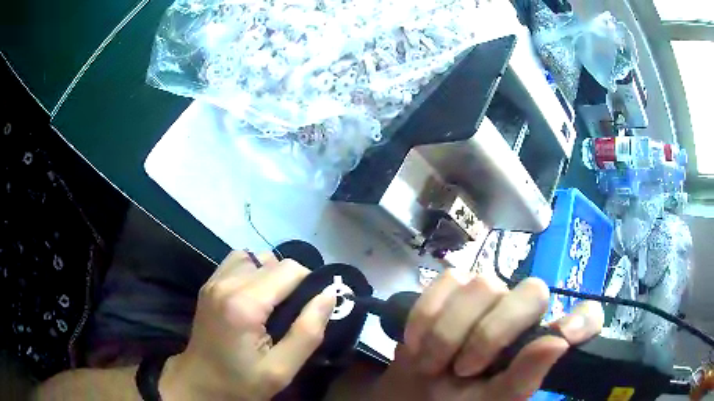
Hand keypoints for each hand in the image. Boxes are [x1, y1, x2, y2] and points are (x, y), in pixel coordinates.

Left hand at [160, 251, 335, 400]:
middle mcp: (226, 283)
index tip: (310, 310)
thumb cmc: (241, 383)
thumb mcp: (281, 369)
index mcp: (244, 304)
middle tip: (293, 313)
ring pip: (256, 257)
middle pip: (273, 261)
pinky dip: (253, 271)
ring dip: (271, 275)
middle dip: (292, 281)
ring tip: (274, 303)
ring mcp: (214, 281)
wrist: (200, 384)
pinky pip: (238, 262)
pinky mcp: (209, 284)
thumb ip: (308, 332)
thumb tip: (330, 294)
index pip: (289, 270)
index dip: (308, 285)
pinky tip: (255, 296)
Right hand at [372, 271, 603, 400]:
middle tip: (461, 370)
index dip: (583, 319)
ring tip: (431, 363)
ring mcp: (488, 296)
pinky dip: (426, 315)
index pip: (585, 316)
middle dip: (490, 334)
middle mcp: (522, 313)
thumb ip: (525, 378)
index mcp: (540, 342)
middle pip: (530, 291)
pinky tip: (416, 342)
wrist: (410, 393)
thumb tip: (560, 342)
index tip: (566, 336)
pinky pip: (446, 281)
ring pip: (483, 285)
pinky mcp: (453, 288)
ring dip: (448, 332)